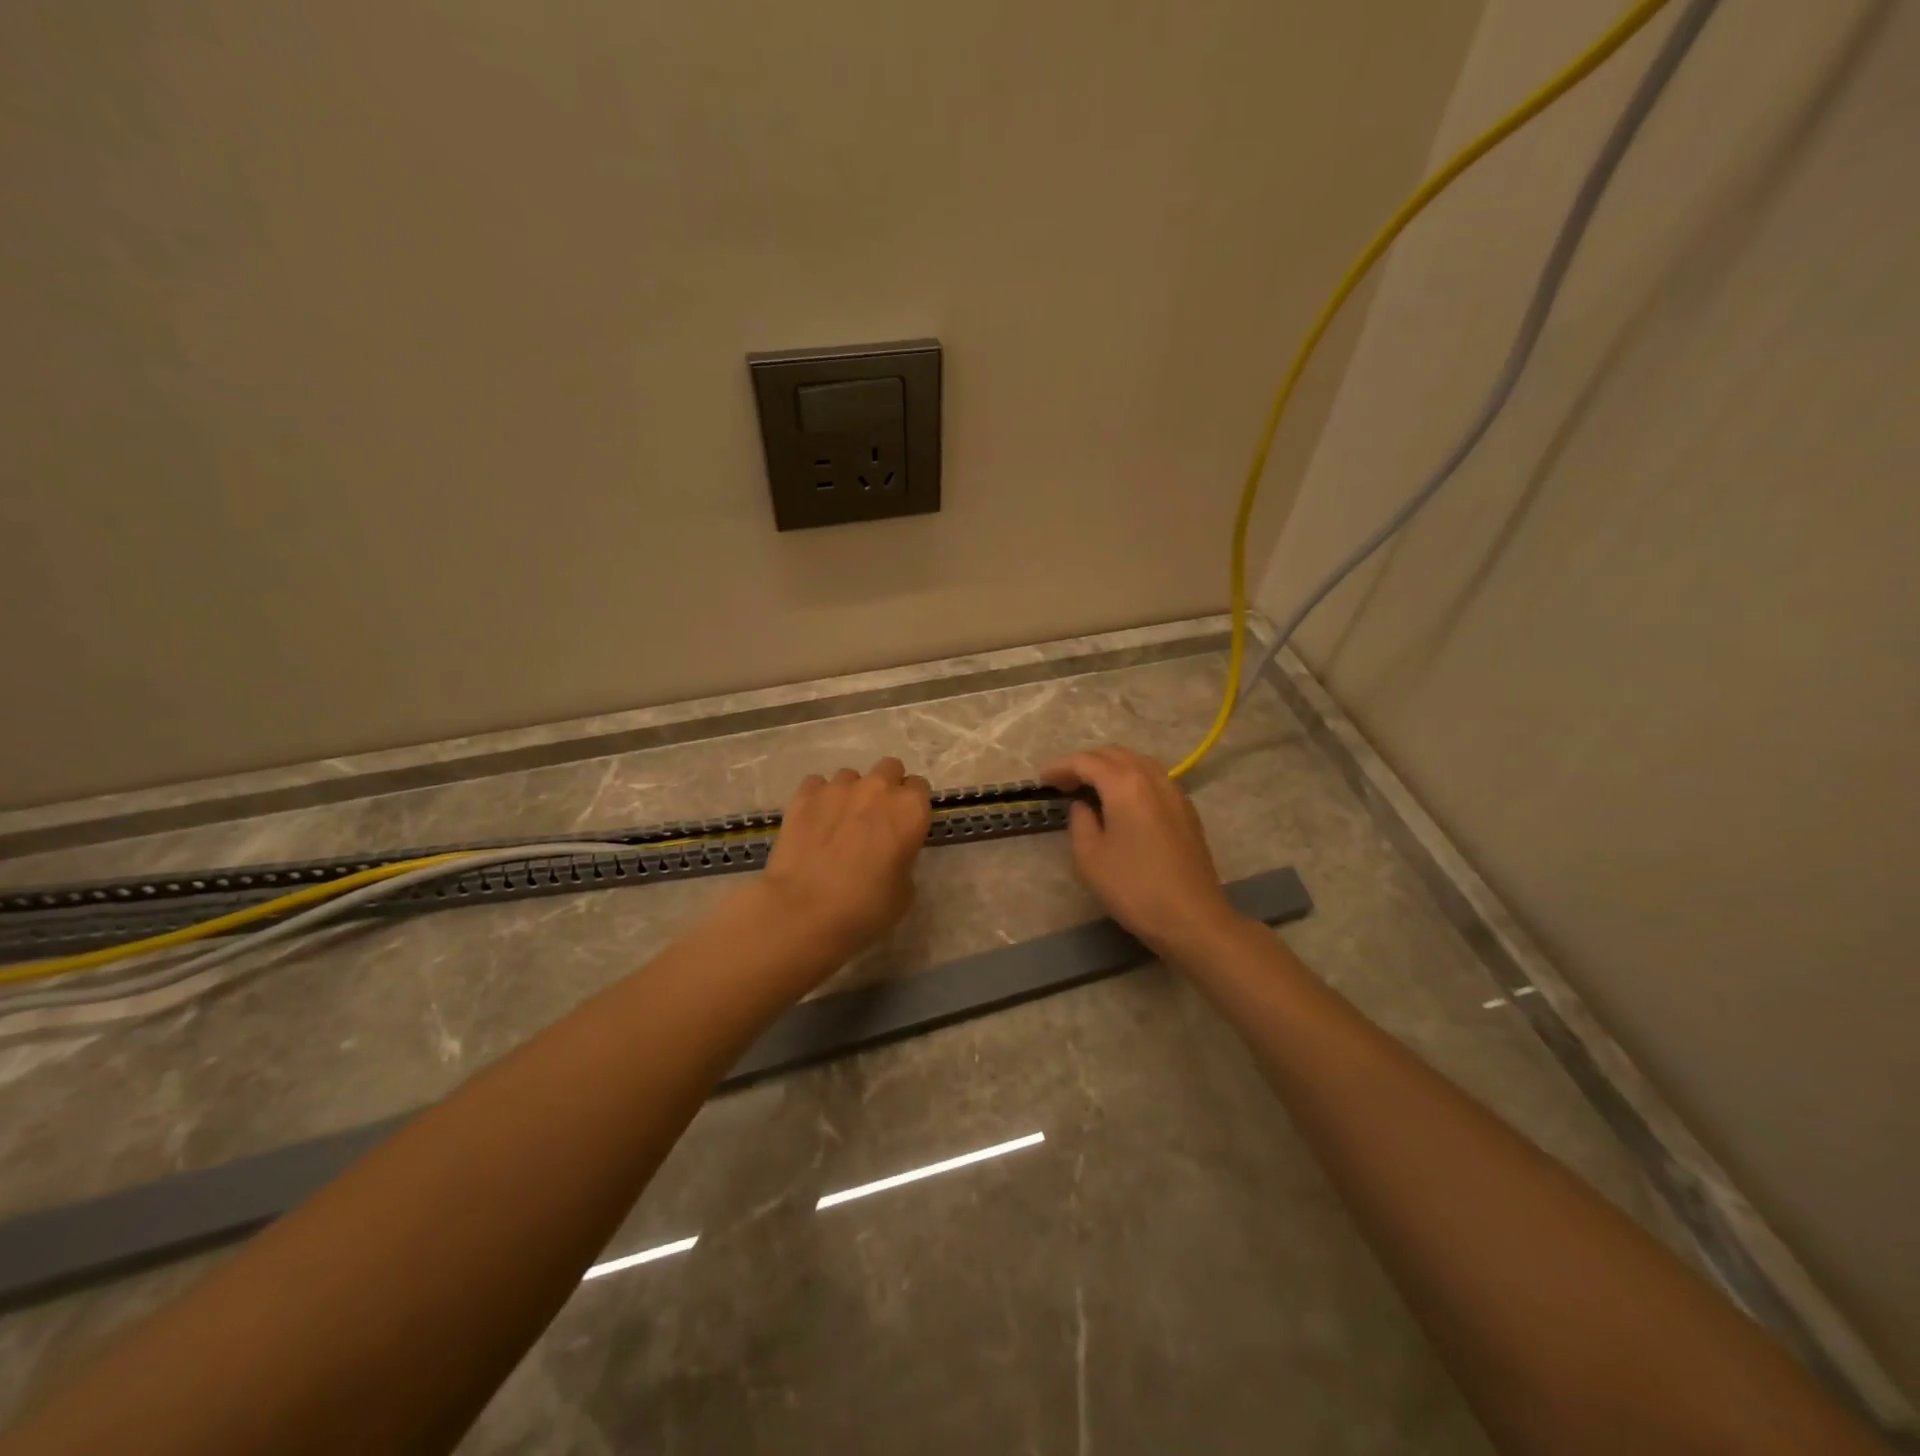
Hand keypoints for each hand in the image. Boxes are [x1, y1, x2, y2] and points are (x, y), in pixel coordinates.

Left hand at [757, 757, 932, 964]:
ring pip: (851, 776)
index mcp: (910, 810)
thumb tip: (890, 854)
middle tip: (876, 818)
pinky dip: (819, 798)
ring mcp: (838, 788)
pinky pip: (817, 784)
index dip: (912, 806)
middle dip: (886, 787)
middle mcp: (878, 789)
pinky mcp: (803, 796)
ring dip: (851, 793)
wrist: (804, 911)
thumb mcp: (904, 892)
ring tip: (839, 822)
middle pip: (889, 768)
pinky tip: (814, 821)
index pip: (920, 788)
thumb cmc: (865, 907)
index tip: (905, 825)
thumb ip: (903, 859)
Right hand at [1040, 745, 1239, 956]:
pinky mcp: (1187, 810)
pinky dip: (1131, 780)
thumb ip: (1080, 821)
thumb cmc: (1134, 888)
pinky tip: (1122, 802)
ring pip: (1137, 763)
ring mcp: (1174, 792)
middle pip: (1114, 755)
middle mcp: (1152, 778)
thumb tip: (1083, 805)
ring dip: (1110, 768)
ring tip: (1090, 789)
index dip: (1060, 766)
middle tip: (1063, 783)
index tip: (1041, 778)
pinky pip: (1154, 779)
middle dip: (1085, 763)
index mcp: (1125, 784)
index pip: (1086, 762)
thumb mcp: (1090, 857)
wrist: (1192, 918)